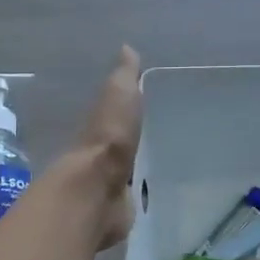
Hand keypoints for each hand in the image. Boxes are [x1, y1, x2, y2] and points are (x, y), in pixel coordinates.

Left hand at [70, 46, 143, 250]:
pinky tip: (155, 196)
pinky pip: (132, 200)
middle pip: (119, 147)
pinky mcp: (118, 211)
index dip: (127, 113)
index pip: (114, 117)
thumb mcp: (118, 97)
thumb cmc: (108, 140)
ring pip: (126, 174)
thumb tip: (127, 48)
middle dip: (133, 145)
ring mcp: (108, 186)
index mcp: (100, 128)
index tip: (149, 109)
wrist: (96, 192)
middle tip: (161, 140)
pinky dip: (140, 197)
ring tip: (163, 169)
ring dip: (137, 172)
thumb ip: (123, 78)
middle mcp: (100, 156)